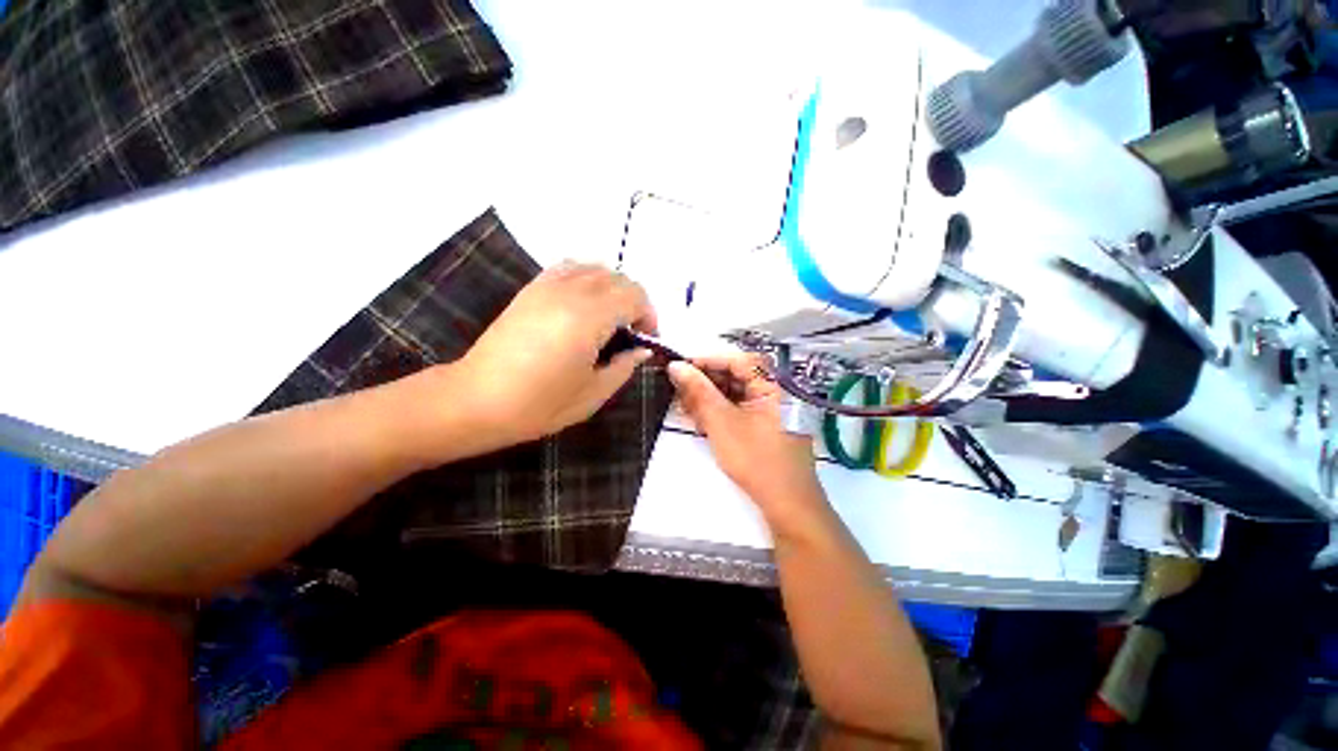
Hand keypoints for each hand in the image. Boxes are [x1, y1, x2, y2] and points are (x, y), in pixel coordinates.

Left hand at [457, 263, 657, 443]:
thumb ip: (624, 367)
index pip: (635, 296)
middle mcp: (571, 292)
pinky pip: (569, 268)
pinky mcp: (531, 289)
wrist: (477, 399)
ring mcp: (547, 286)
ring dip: (613, 288)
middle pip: (618, 278)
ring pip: (595, 268)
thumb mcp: (593, 394)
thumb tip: (641, 350)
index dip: (649, 316)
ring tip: (610, 317)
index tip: (647, 340)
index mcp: (590, 317)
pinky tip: (584, 303)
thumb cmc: (539, 404)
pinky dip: (587, 278)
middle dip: (635, 302)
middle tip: (632, 332)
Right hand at [668, 353, 826, 529]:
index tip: (678, 369)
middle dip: (704, 382)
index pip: (733, 360)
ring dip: (708, 398)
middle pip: (734, 375)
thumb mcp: (722, 422)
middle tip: (678, 392)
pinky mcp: (765, 424)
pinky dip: (718, 411)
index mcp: (771, 382)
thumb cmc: (757, 459)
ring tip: (685, 408)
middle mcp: (773, 389)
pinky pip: (738, 408)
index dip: (704, 361)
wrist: (788, 504)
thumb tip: (675, 366)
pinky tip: (700, 420)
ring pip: (733, 392)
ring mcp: (770, 408)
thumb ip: (698, 392)